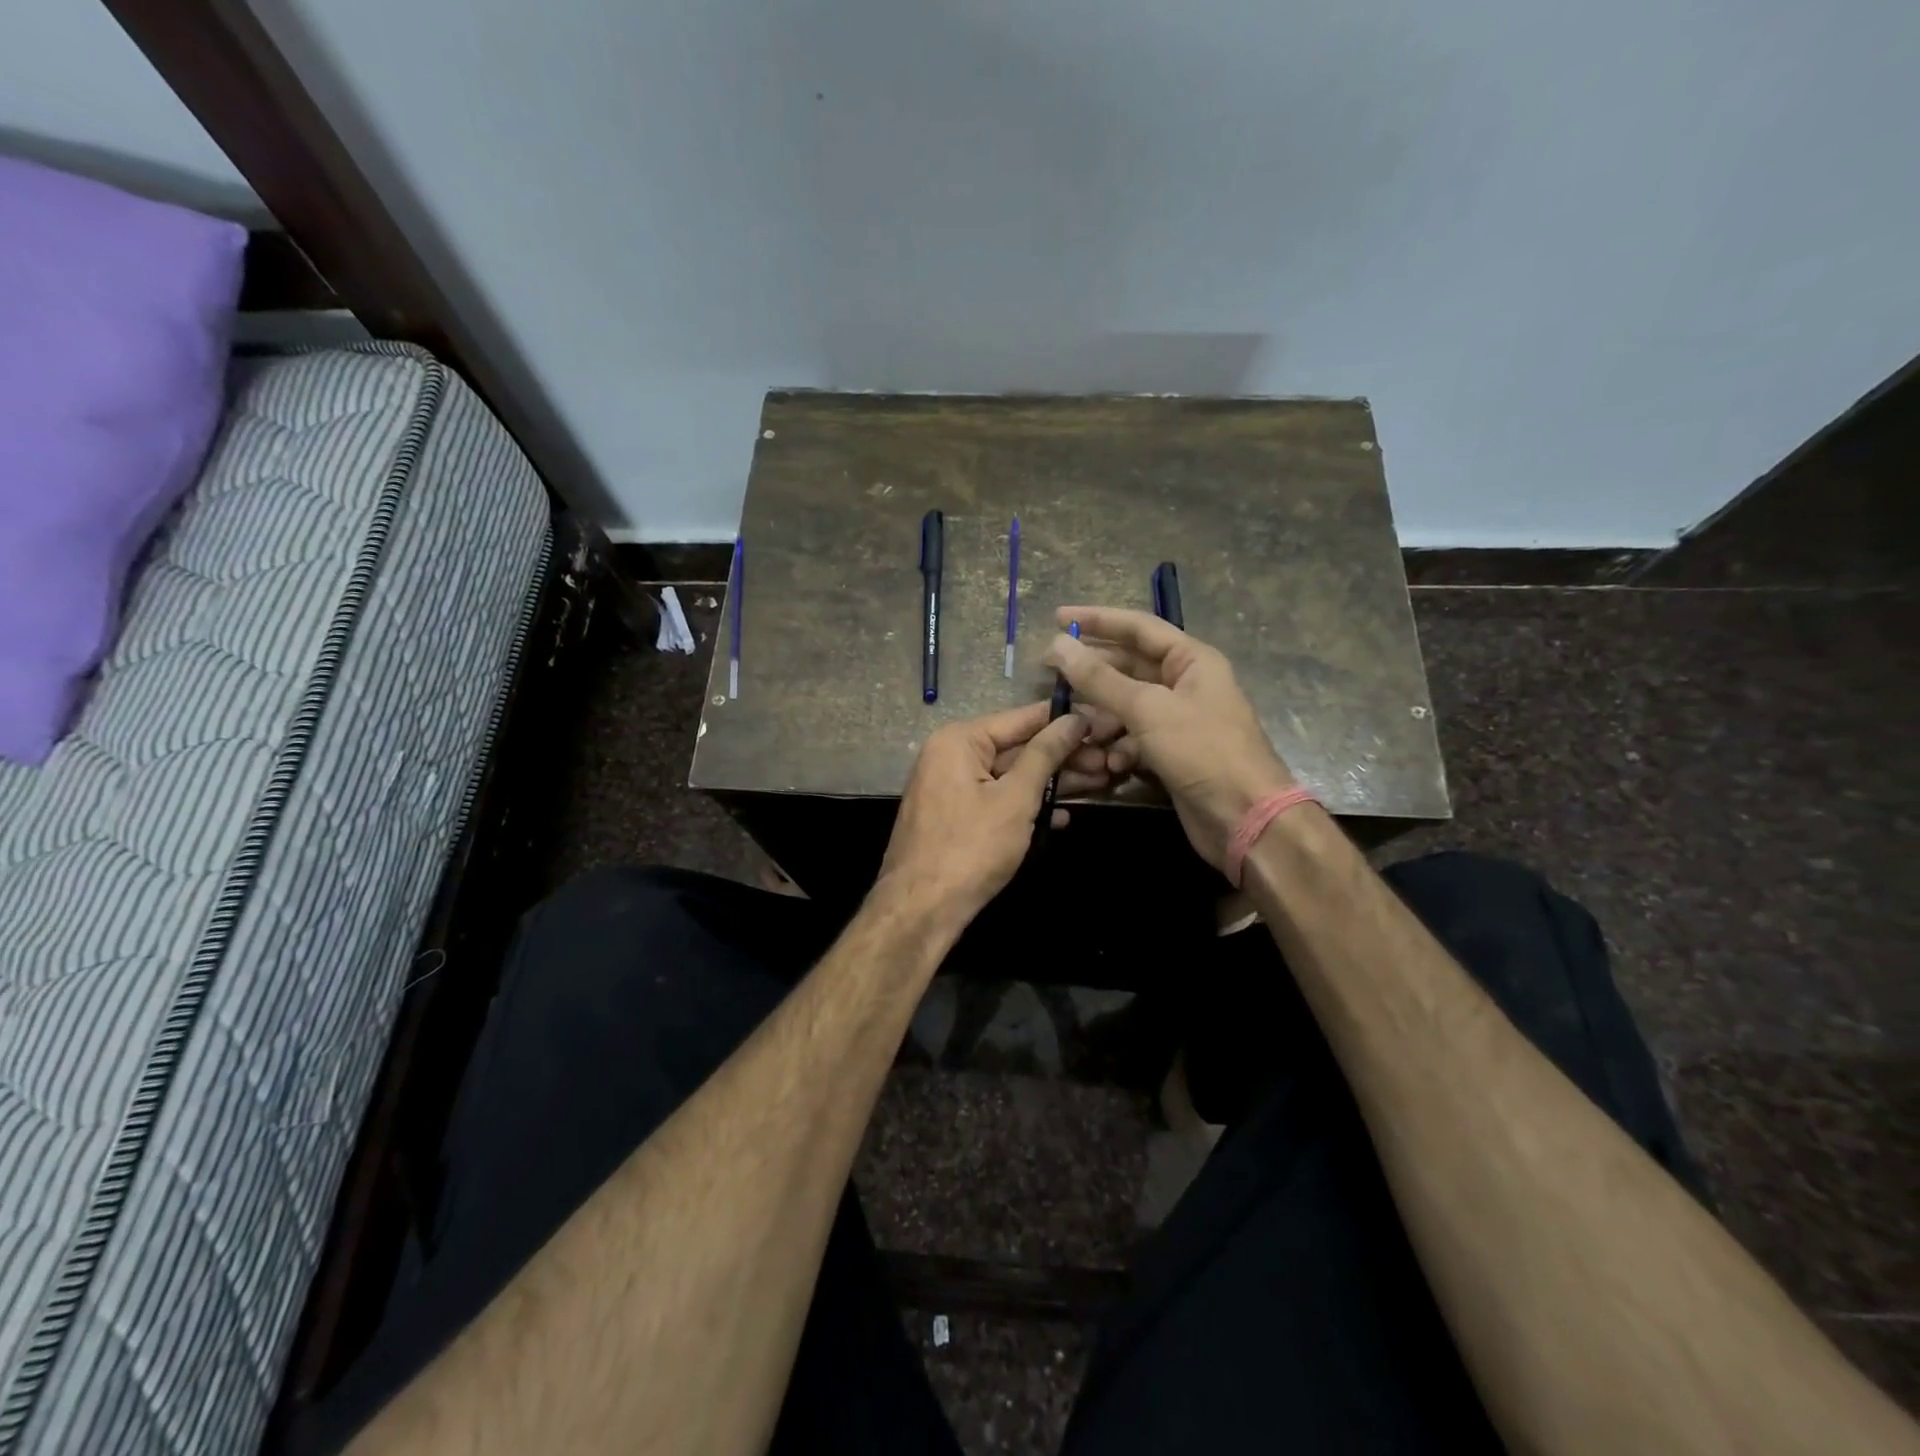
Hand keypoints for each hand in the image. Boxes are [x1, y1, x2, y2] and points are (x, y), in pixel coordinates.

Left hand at [877, 700, 1111, 928]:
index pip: (1024, 718)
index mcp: (960, 740)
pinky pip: (1000, 800)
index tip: (1107, 720)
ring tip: (1103, 782)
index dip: (1068, 720)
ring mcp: (953, 788)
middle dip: (1066, 756)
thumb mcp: (1015, 798)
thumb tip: (1074, 719)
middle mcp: (953, 755)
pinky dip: (1030, 806)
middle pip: (1020, 747)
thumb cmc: (971, 847)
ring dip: (1055, 782)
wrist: (921, 909)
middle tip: (1114, 758)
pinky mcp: (958, 817)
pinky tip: (1064, 817)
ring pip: (1013, 776)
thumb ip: (1046, 755)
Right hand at [1044, 606, 1294, 871]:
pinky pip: (1134, 739)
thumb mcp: (1147, 709)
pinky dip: (1119, 748)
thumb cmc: (1202, 751)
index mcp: (1191, 660)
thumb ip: (1100, 678)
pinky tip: (1109, 764)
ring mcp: (1178, 720)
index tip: (1058, 618)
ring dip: (1102, 719)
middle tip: (1049, 673)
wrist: (1244, 818)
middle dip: (1092, 674)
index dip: (1097, 620)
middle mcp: (1185, 683)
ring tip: (1078, 731)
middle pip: (1129, 667)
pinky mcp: (1171, 753)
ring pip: (1127, 706)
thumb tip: (1058, 644)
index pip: (1138, 627)